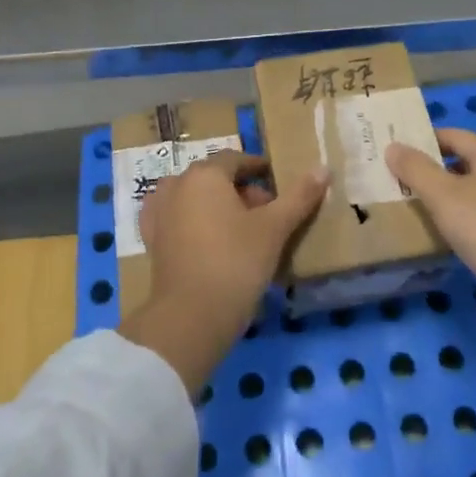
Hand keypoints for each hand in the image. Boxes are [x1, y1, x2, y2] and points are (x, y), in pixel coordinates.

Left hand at [140, 151, 327, 326]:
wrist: (190, 317)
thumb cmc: (236, 262)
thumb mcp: (274, 228)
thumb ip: (298, 196)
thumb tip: (323, 168)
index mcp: (205, 174)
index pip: (235, 159)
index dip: (259, 169)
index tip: (278, 186)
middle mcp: (176, 185)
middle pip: (214, 178)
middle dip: (241, 191)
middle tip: (267, 216)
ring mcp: (158, 213)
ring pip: (195, 199)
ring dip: (218, 208)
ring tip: (242, 232)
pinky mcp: (152, 241)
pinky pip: (179, 221)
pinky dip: (196, 225)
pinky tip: (211, 244)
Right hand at [385, 128, 475, 301]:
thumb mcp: (443, 195)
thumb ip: (415, 169)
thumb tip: (393, 147)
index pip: (452, 135)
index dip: (422, 140)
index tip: (395, 152)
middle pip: (462, 161)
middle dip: (431, 169)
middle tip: (398, 179)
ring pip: (471, 189)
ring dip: (444, 195)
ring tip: (413, 204)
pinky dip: (460, 216)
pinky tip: (443, 231)